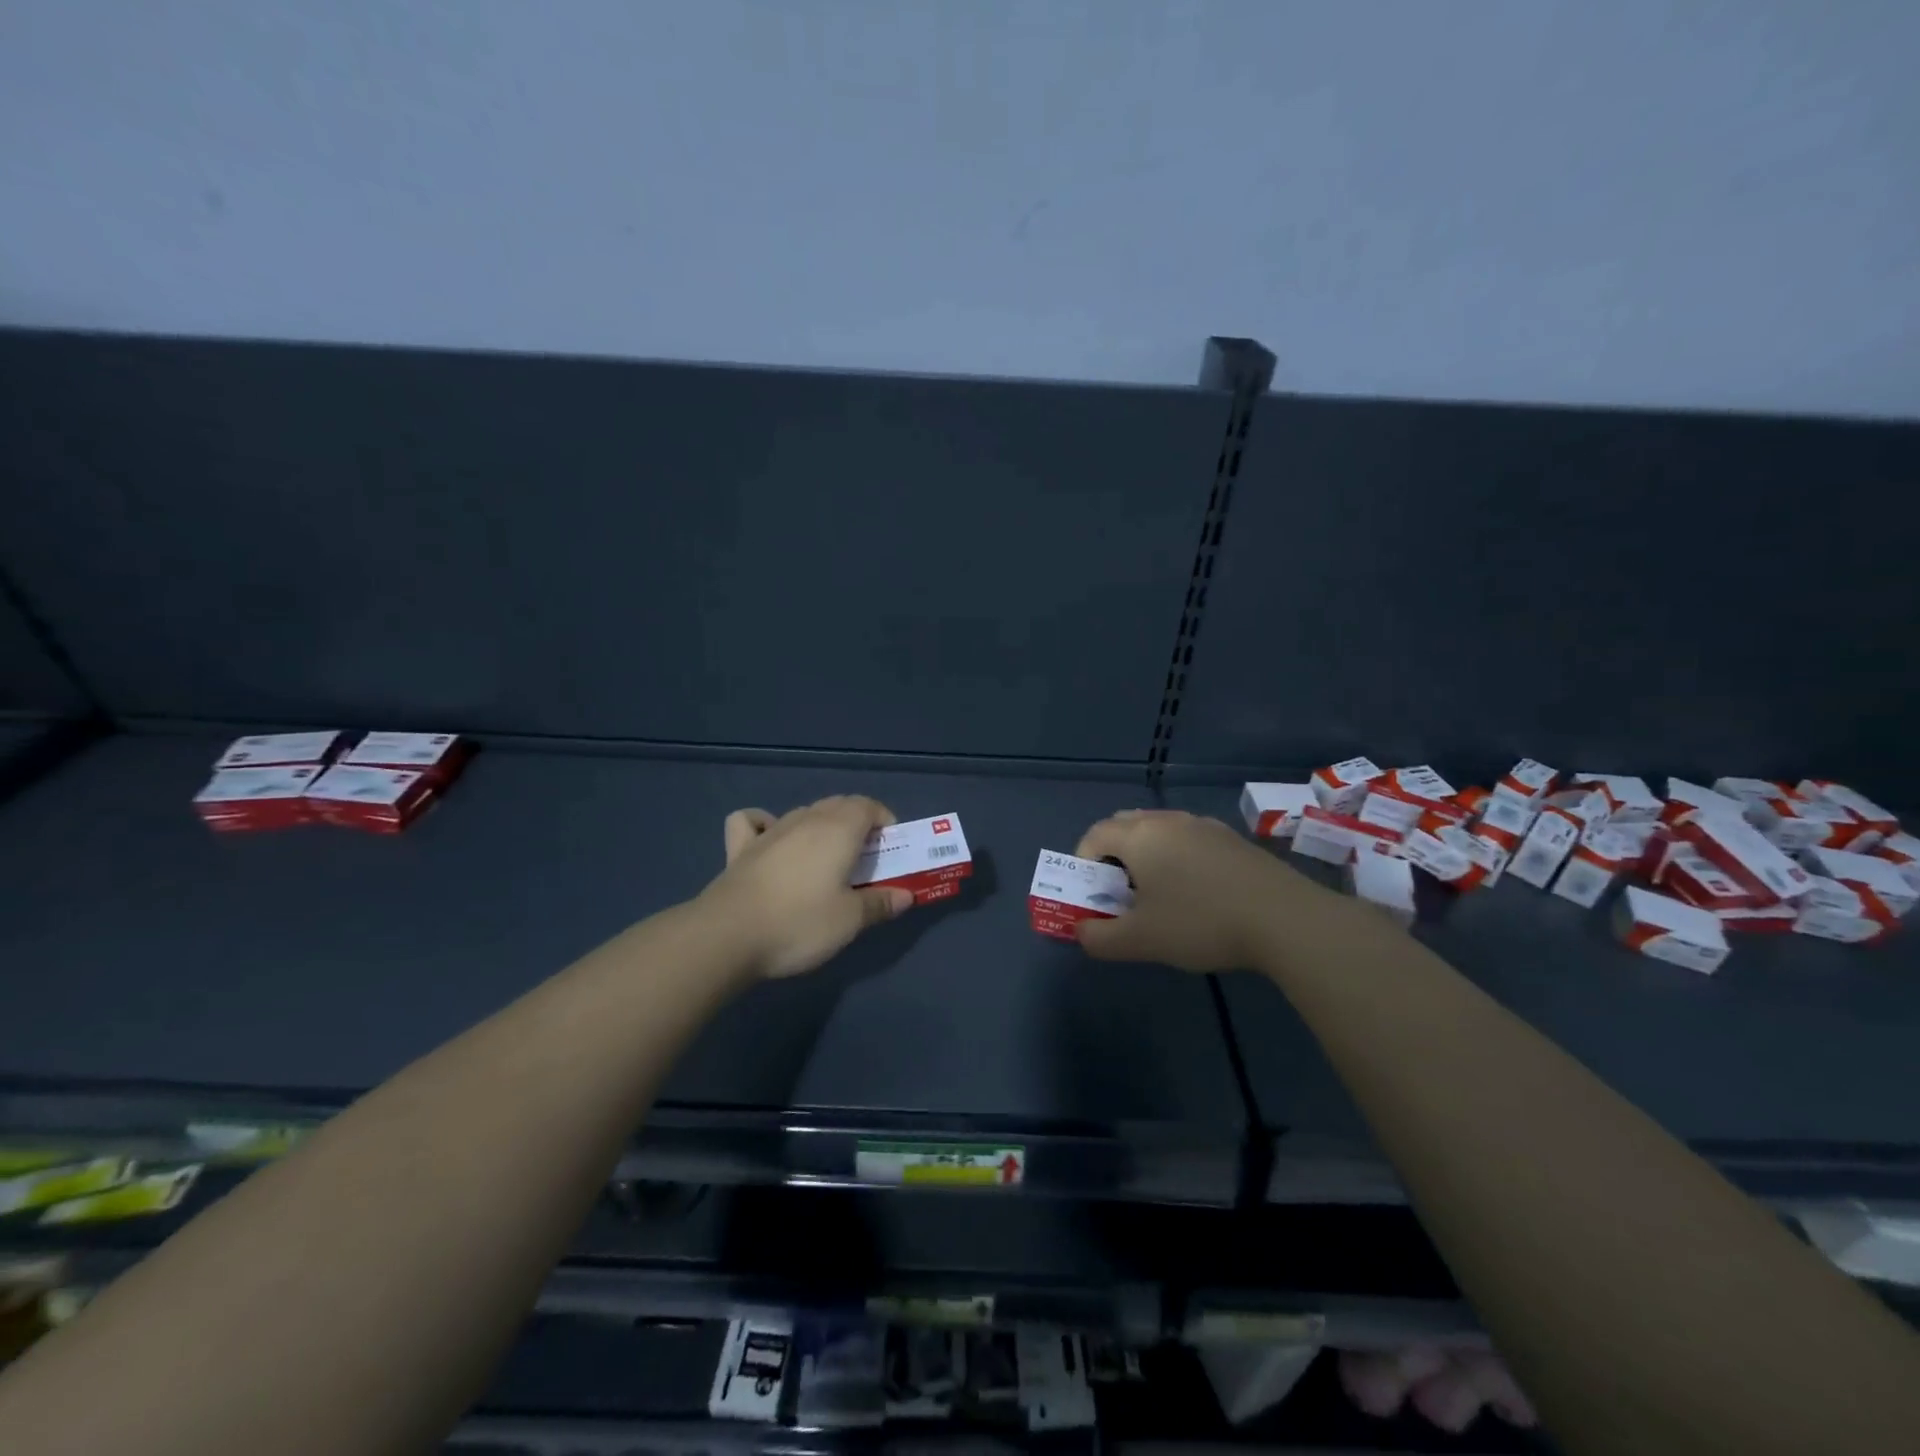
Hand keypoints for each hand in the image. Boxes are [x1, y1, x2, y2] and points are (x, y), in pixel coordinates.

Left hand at [699, 796, 914, 978]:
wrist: (727, 936)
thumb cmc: (799, 923)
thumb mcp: (849, 920)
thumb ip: (880, 903)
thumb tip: (906, 896)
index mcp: (838, 830)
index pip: (868, 806)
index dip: (884, 820)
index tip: (892, 846)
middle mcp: (806, 820)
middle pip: (838, 804)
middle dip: (858, 822)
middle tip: (866, 857)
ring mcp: (770, 831)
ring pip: (804, 812)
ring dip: (822, 825)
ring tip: (827, 856)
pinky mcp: (740, 848)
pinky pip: (753, 821)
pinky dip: (765, 823)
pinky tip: (770, 841)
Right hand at [1072, 809, 1330, 971]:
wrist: (1284, 918)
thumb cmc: (1200, 922)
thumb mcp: (1141, 941)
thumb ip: (1100, 938)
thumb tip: (1082, 931)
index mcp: (1139, 836)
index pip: (1094, 835)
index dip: (1082, 863)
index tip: (1092, 896)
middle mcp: (1167, 821)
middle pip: (1124, 826)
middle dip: (1112, 856)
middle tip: (1120, 894)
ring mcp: (1203, 826)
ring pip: (1159, 831)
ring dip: (1146, 856)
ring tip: (1159, 895)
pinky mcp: (1232, 839)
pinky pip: (1189, 840)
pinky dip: (1177, 858)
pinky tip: (1197, 893)